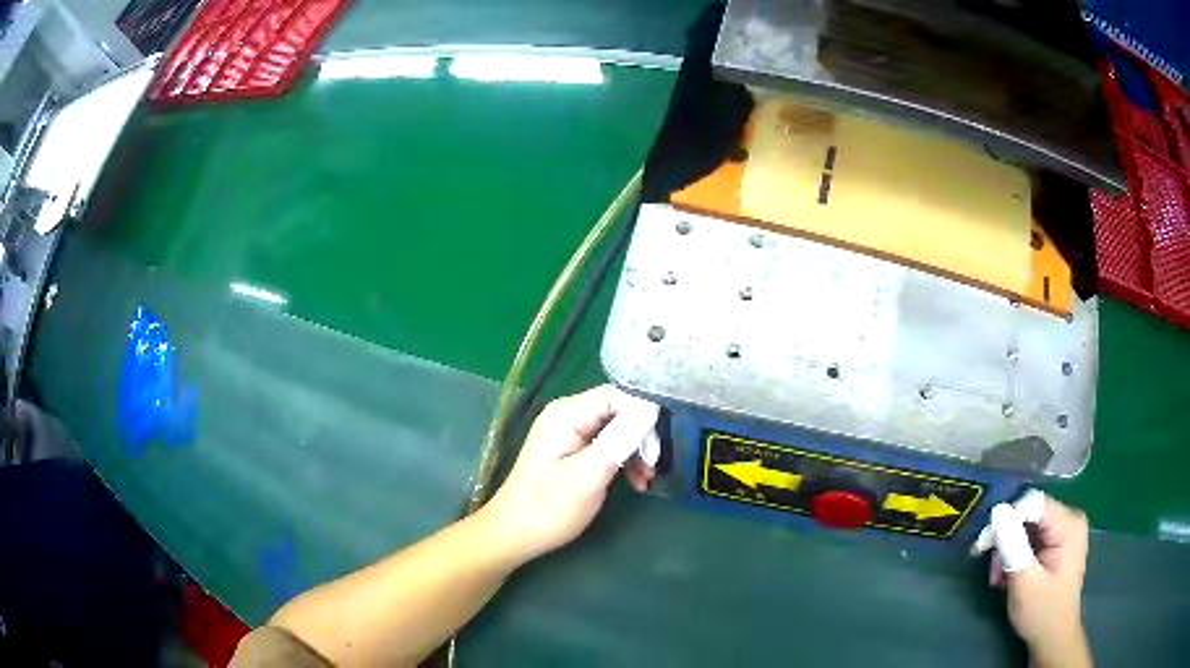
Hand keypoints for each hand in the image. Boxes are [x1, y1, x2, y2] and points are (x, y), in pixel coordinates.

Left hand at [479, 386, 654, 563]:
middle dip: (641, 437)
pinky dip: (622, 460)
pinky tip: (634, 481)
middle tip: (652, 468)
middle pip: (619, 409)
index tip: (656, 448)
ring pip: (616, 428)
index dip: (643, 416)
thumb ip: (620, 439)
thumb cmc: (549, 508)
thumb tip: (651, 408)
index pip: (619, 394)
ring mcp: (568, 430)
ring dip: (635, 452)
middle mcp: (568, 413)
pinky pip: (606, 443)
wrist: (513, 534)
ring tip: (645, 480)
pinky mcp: (571, 448)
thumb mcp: (589, 475)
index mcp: (567, 413)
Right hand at [972, 491, 1091, 667]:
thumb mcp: (1024, 582)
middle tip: (990, 570)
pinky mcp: (1058, 543)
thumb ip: (1012, 545)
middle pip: (1030, 514)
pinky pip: (1033, 537)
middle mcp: (1069, 519)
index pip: (1032, 503)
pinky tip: (1007, 574)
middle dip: (1005, 540)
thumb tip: (998, 510)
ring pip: (1028, 527)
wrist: (1053, 637)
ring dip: (1008, 550)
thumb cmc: (1042, 612)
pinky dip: (1016, 554)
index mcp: (1068, 524)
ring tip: (997, 578)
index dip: (1005, 519)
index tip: (981, 547)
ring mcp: (1065, 531)